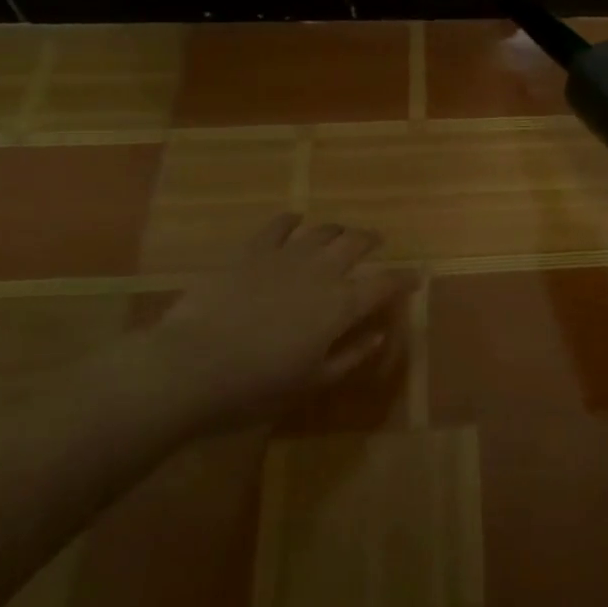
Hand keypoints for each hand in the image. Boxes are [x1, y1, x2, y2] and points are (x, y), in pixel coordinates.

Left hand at [133, 214, 419, 426]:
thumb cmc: (256, 386)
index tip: (416, 277)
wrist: (191, 366)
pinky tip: (294, 220)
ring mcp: (284, 256)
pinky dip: (290, 220)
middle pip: (355, 244)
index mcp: (340, 305)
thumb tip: (378, 334)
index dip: (403, 279)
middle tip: (378, 241)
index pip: (384, 284)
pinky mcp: (250, 252)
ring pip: (321, 231)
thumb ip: (350, 356)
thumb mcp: (312, 382)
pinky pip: (276, 227)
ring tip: (341, 232)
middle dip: (371, 240)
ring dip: (336, 229)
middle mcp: (320, 271)